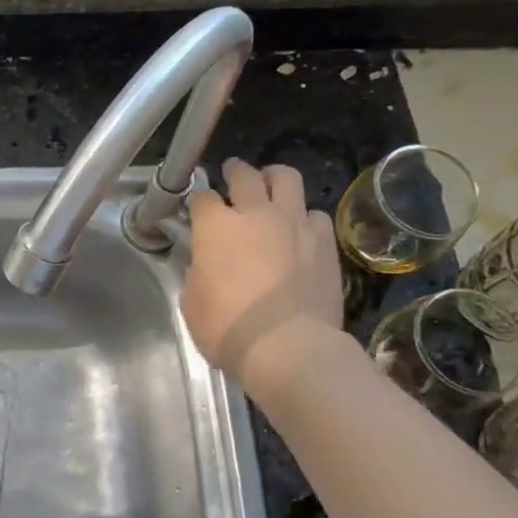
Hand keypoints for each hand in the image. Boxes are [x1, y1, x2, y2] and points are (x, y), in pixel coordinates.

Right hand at [183, 159, 343, 383]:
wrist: (288, 346)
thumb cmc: (228, 329)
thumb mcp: (192, 303)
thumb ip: (198, 273)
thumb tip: (205, 266)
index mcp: (215, 227)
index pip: (203, 198)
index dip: (199, 202)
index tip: (199, 211)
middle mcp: (255, 214)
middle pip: (245, 175)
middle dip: (235, 171)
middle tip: (233, 173)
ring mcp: (294, 223)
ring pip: (287, 179)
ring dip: (275, 179)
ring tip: (272, 187)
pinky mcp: (325, 241)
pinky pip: (315, 214)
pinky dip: (305, 217)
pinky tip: (301, 229)